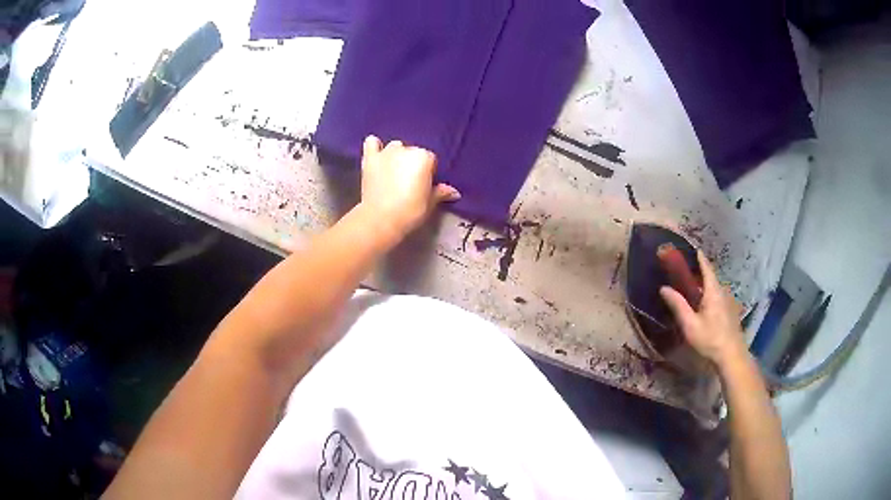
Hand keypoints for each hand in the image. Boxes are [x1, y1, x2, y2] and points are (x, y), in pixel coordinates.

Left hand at [359, 136, 459, 238]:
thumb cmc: (410, 211)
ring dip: (396, 156)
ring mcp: (386, 153)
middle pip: (413, 152)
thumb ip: (441, 193)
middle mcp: (405, 149)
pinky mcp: (369, 159)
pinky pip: (371, 143)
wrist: (380, 219)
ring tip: (394, 172)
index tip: (424, 185)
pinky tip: (377, 156)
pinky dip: (375, 146)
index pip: (431, 160)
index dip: (429, 173)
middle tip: (409, 183)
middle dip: (412, 164)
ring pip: (395, 147)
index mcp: (424, 158)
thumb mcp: (430, 203)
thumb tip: (454, 192)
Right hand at [660, 250, 746, 367]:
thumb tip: (663, 288)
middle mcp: (722, 292)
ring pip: (715, 289)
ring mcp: (728, 302)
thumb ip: (678, 305)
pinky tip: (705, 306)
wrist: (731, 355)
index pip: (706, 268)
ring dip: (705, 286)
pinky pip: (718, 297)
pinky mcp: (730, 312)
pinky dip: (710, 295)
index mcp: (713, 291)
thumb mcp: (690, 325)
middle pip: (711, 278)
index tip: (694, 248)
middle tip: (688, 272)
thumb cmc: (710, 339)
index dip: (700, 258)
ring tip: (694, 289)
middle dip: (701, 273)